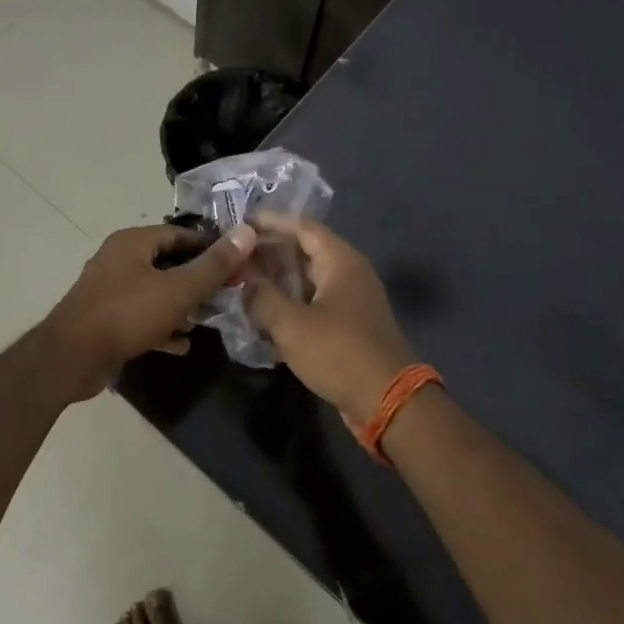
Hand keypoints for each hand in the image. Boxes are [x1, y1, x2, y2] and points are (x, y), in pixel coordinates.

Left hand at [41, 223, 258, 397]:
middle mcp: (119, 259)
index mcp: (133, 242)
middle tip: (228, 294)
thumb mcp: (178, 289)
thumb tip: (247, 232)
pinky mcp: (105, 319)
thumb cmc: (127, 314)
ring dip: (182, 305)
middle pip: (168, 262)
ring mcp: (110, 290)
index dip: (210, 247)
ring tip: (209, 320)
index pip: (180, 234)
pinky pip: (141, 317)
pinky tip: (182, 345)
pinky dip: (162, 326)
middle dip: (198, 279)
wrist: (71, 358)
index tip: (237, 264)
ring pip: (156, 291)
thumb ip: (213, 265)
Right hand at [244, 215, 415, 425]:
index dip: (270, 222)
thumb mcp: (291, 324)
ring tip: (242, 282)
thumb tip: (245, 282)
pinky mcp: (349, 325)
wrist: (387, 401)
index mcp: (340, 260)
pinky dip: (291, 303)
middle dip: (269, 252)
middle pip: (305, 250)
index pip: (302, 226)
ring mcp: (351, 299)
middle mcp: (349, 272)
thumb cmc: (339, 352)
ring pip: (308, 279)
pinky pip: (314, 302)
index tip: (240, 223)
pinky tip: (264, 315)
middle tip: (235, 255)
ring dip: (278, 280)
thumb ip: (261, 297)